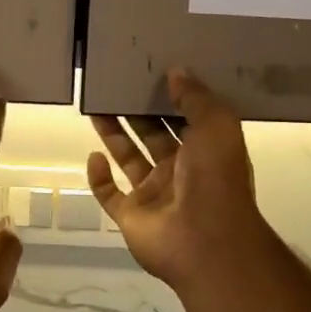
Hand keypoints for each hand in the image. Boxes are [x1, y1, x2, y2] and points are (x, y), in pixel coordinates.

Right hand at [88, 68, 273, 293]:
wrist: (204, 240)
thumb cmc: (215, 178)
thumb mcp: (216, 127)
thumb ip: (196, 98)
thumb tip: (176, 71)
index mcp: (205, 150)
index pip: (185, 118)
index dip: (169, 97)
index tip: (151, 71)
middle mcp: (179, 171)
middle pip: (152, 134)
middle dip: (136, 111)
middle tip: (116, 84)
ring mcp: (153, 195)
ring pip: (128, 158)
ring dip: (113, 134)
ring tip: (96, 106)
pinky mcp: (130, 215)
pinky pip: (108, 193)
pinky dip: (98, 176)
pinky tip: (94, 156)